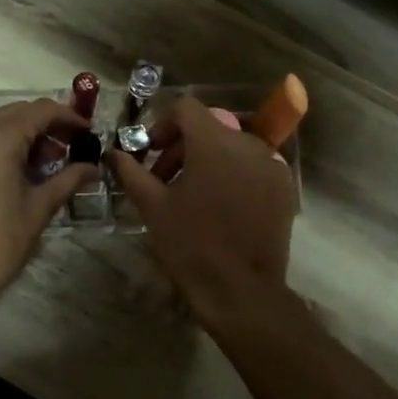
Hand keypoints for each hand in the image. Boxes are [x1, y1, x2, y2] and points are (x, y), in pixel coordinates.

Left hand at [0, 99, 96, 307]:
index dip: (69, 118)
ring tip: (46, 164)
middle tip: (70, 149)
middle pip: (17, 113)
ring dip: (23, 135)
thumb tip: (92, 167)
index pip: (40, 111)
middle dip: (46, 126)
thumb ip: (68, 180)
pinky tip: (16, 170)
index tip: (88, 132)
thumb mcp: (38, 209)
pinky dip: (0, 145)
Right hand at [107, 96, 297, 330]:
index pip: (186, 108)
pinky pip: (253, 167)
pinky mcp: (285, 188)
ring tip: (193, 196)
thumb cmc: (190, 245)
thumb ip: (131, 172)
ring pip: (232, 147)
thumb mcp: (152, 206)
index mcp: (214, 143)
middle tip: (164, 181)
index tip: (150, 153)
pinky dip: (234, 175)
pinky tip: (221, 207)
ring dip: (208, 161)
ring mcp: (272, 166)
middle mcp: (248, 144)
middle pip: (209, 128)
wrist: (241, 290)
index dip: (162, 124)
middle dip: (182, 148)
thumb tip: (112, 153)